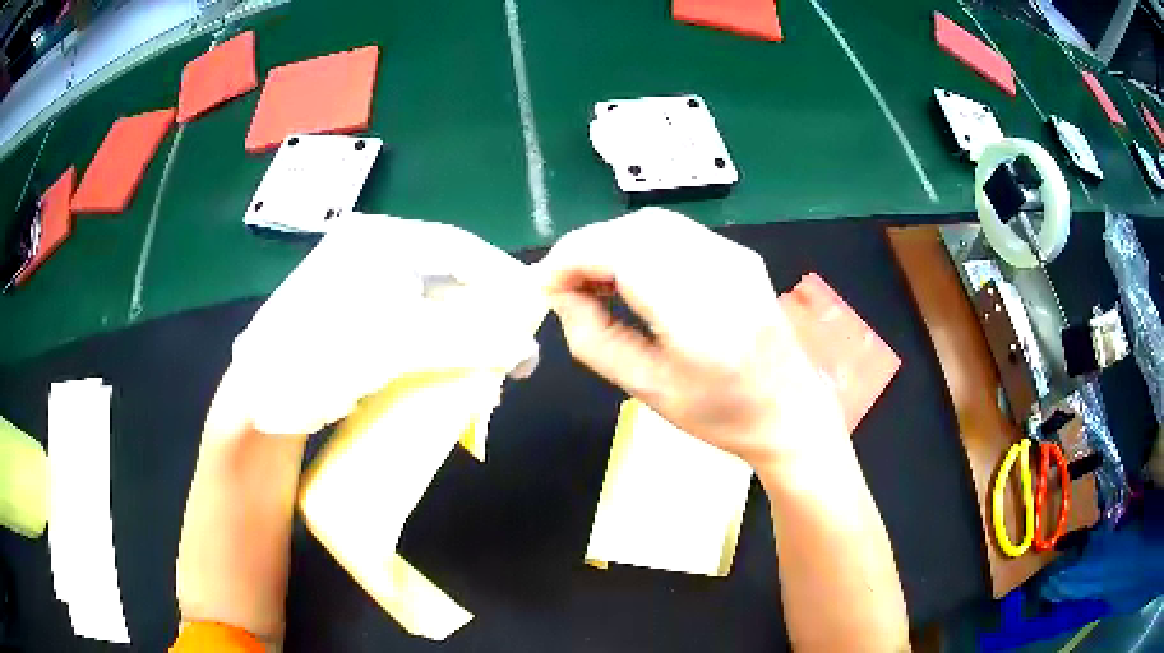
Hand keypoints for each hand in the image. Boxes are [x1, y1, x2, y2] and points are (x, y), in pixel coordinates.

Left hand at [223, 214, 543, 436]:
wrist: (258, 397)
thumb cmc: (320, 356)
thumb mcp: (395, 344)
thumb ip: (464, 342)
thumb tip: (526, 350)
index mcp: (378, 241)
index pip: (455, 245)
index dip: (498, 274)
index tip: (530, 305)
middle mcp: (370, 254)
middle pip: (444, 272)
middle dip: (480, 306)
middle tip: (508, 339)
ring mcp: (359, 285)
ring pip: (427, 300)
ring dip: (459, 328)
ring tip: (484, 357)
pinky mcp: (353, 318)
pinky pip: (408, 322)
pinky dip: (434, 341)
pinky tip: (446, 363)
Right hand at [538, 208, 846, 466]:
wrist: (788, 411)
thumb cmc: (718, 415)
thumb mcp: (645, 388)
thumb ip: (592, 337)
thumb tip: (559, 292)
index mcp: (699, 315)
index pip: (621, 253)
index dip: (571, 258)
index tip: (543, 284)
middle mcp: (720, 270)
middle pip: (633, 229)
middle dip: (586, 248)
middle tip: (564, 285)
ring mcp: (735, 256)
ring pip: (652, 224)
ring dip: (611, 242)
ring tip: (592, 281)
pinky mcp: (739, 253)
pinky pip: (675, 232)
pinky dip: (639, 243)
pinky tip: (631, 274)